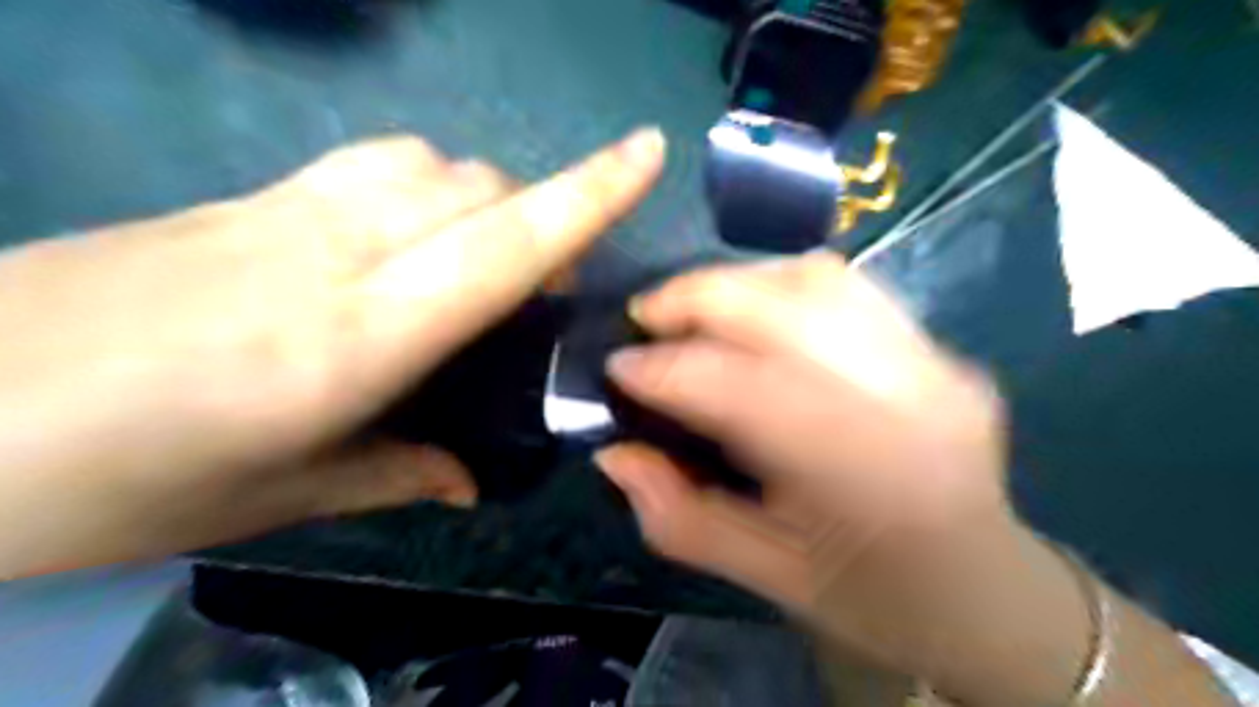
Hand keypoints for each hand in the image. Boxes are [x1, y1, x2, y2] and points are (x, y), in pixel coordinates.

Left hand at [1, 129, 668, 577]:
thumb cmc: (120, 480)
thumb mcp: (286, 496)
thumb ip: (402, 473)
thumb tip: (472, 478)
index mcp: (355, 337)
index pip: (504, 242)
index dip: (589, 192)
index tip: (648, 150)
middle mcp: (332, 251)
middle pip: (478, 186)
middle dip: (540, 215)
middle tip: (540, 292)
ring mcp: (281, 208)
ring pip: (430, 160)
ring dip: (483, 197)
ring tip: (479, 262)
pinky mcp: (244, 195)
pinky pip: (373, 163)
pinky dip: (425, 185)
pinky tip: (409, 236)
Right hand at [598, 250, 1027, 669]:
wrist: (990, 592)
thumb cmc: (874, 598)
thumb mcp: (766, 577)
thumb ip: (679, 517)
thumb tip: (613, 453)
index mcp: (859, 476)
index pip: (739, 388)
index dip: (665, 369)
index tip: (617, 366)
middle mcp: (904, 398)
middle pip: (781, 306)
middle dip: (693, 297)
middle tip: (645, 316)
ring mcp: (934, 361)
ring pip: (816, 279)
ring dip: (738, 282)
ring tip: (696, 309)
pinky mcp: (940, 347)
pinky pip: (848, 287)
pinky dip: (783, 285)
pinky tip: (757, 313)